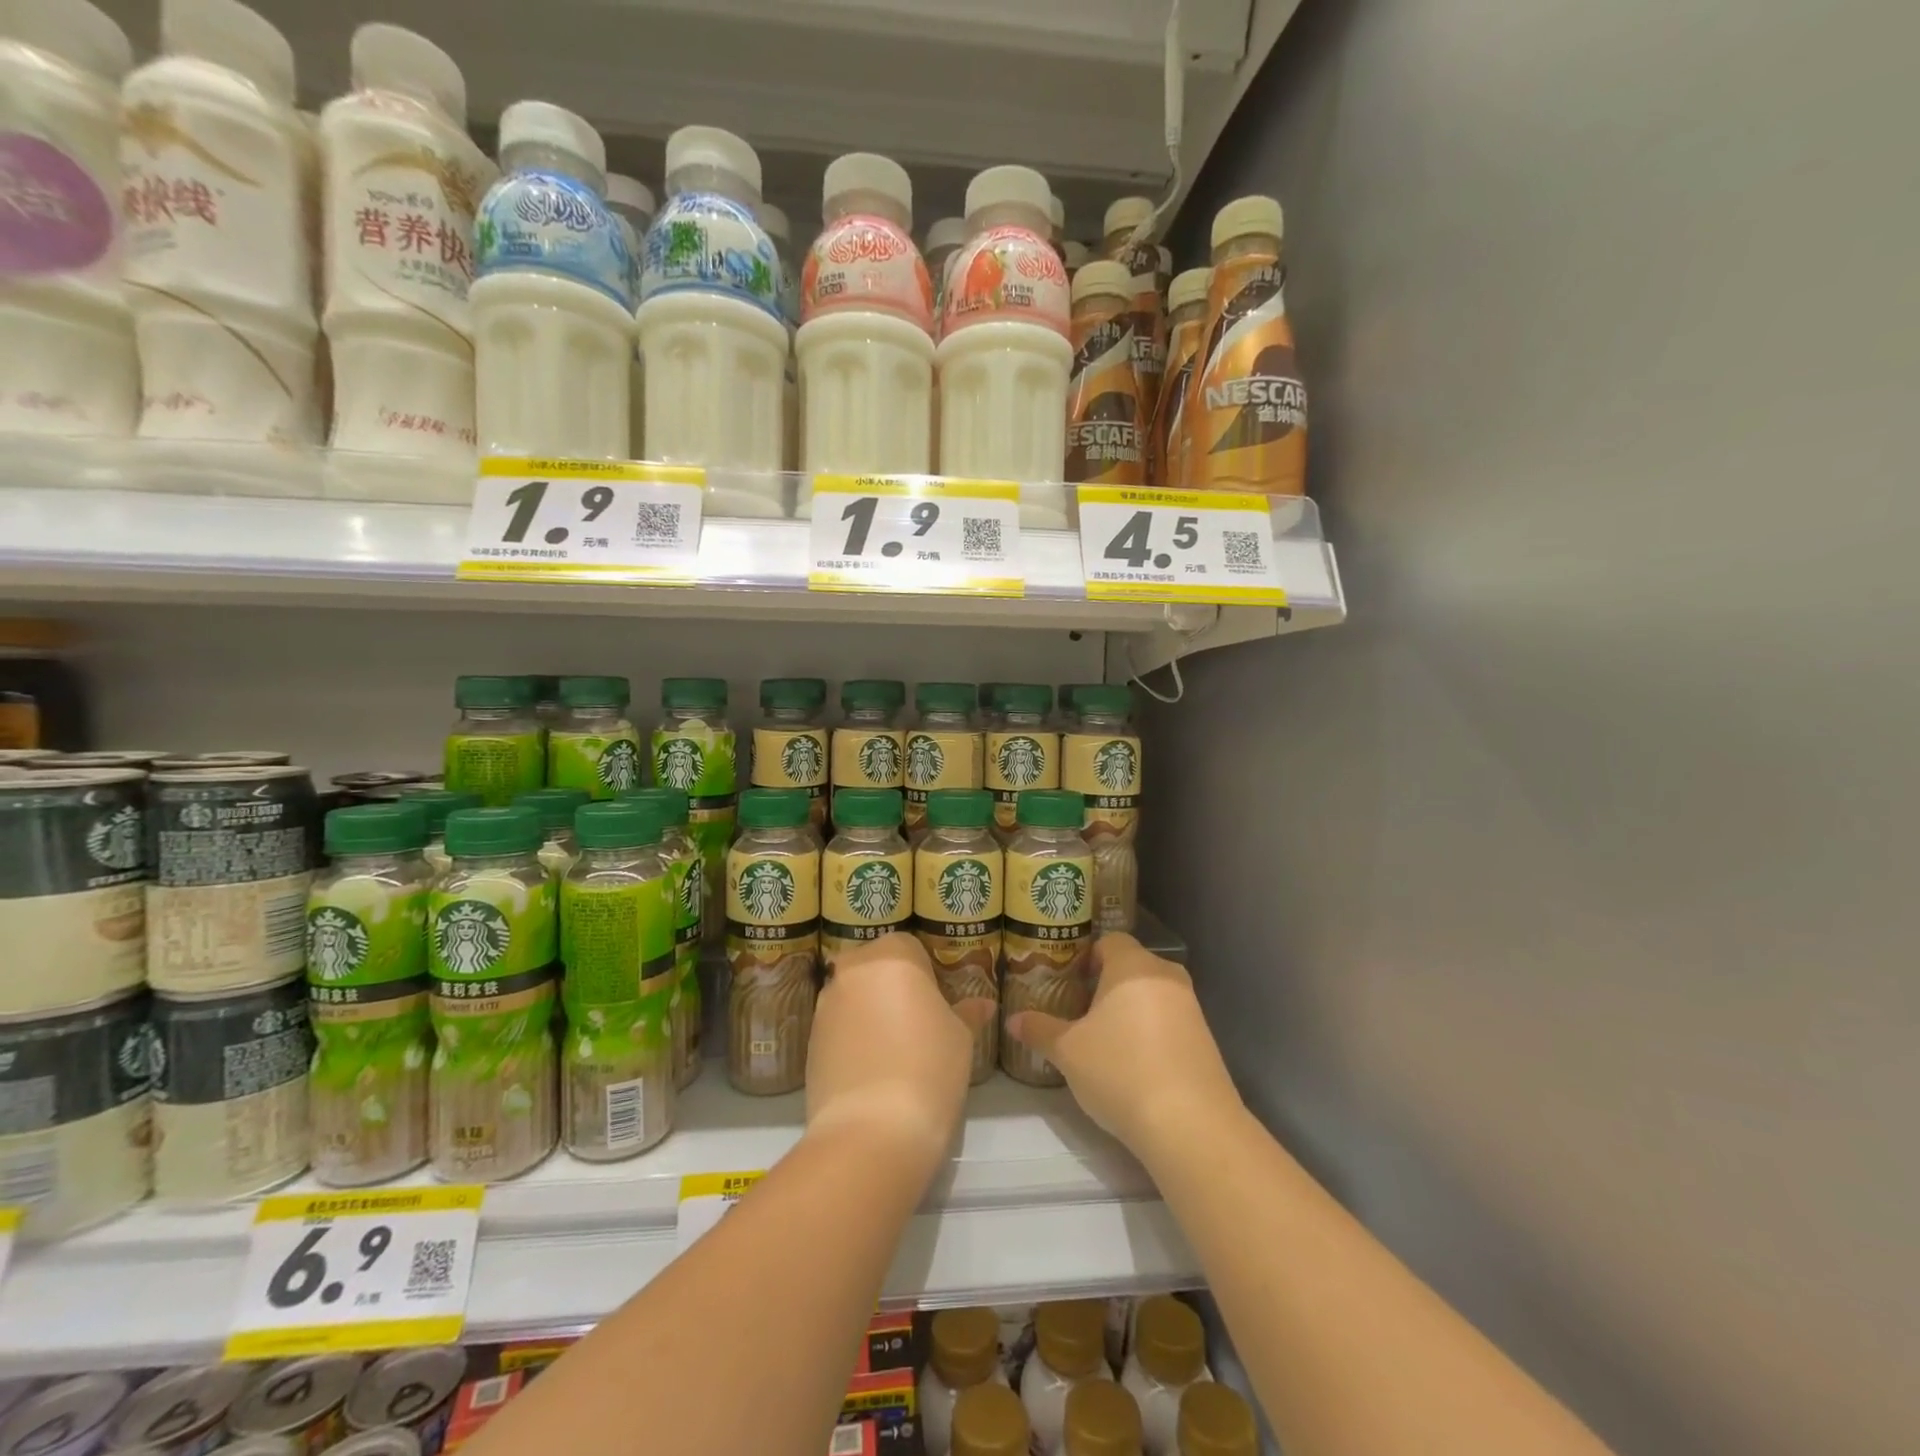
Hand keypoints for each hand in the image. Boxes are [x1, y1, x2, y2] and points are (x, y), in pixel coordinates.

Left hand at [806, 933, 993, 1171]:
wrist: (871, 1131)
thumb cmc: (929, 1069)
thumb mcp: (960, 1038)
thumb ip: (967, 1013)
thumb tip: (982, 1004)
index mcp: (892, 956)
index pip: (910, 947)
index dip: (926, 973)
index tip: (938, 1004)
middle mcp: (852, 971)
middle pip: (875, 967)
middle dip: (892, 988)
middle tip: (917, 1025)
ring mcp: (824, 1006)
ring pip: (853, 997)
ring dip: (870, 1013)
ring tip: (893, 1052)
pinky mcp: (808, 1043)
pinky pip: (837, 1028)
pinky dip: (852, 1040)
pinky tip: (871, 1072)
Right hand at [1006, 933, 1242, 1162]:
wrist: (1191, 1125)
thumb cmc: (1120, 1071)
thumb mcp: (1068, 1052)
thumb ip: (1040, 1030)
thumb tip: (1012, 1020)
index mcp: (1132, 966)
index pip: (1109, 941)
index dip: (1087, 957)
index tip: (1069, 982)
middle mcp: (1166, 976)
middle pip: (1132, 967)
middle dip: (1106, 986)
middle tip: (1080, 1012)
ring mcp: (1192, 1008)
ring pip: (1152, 995)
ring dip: (1130, 1010)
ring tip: (1105, 1041)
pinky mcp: (1206, 1039)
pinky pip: (1170, 1021)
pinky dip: (1151, 1032)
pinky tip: (1135, 1064)